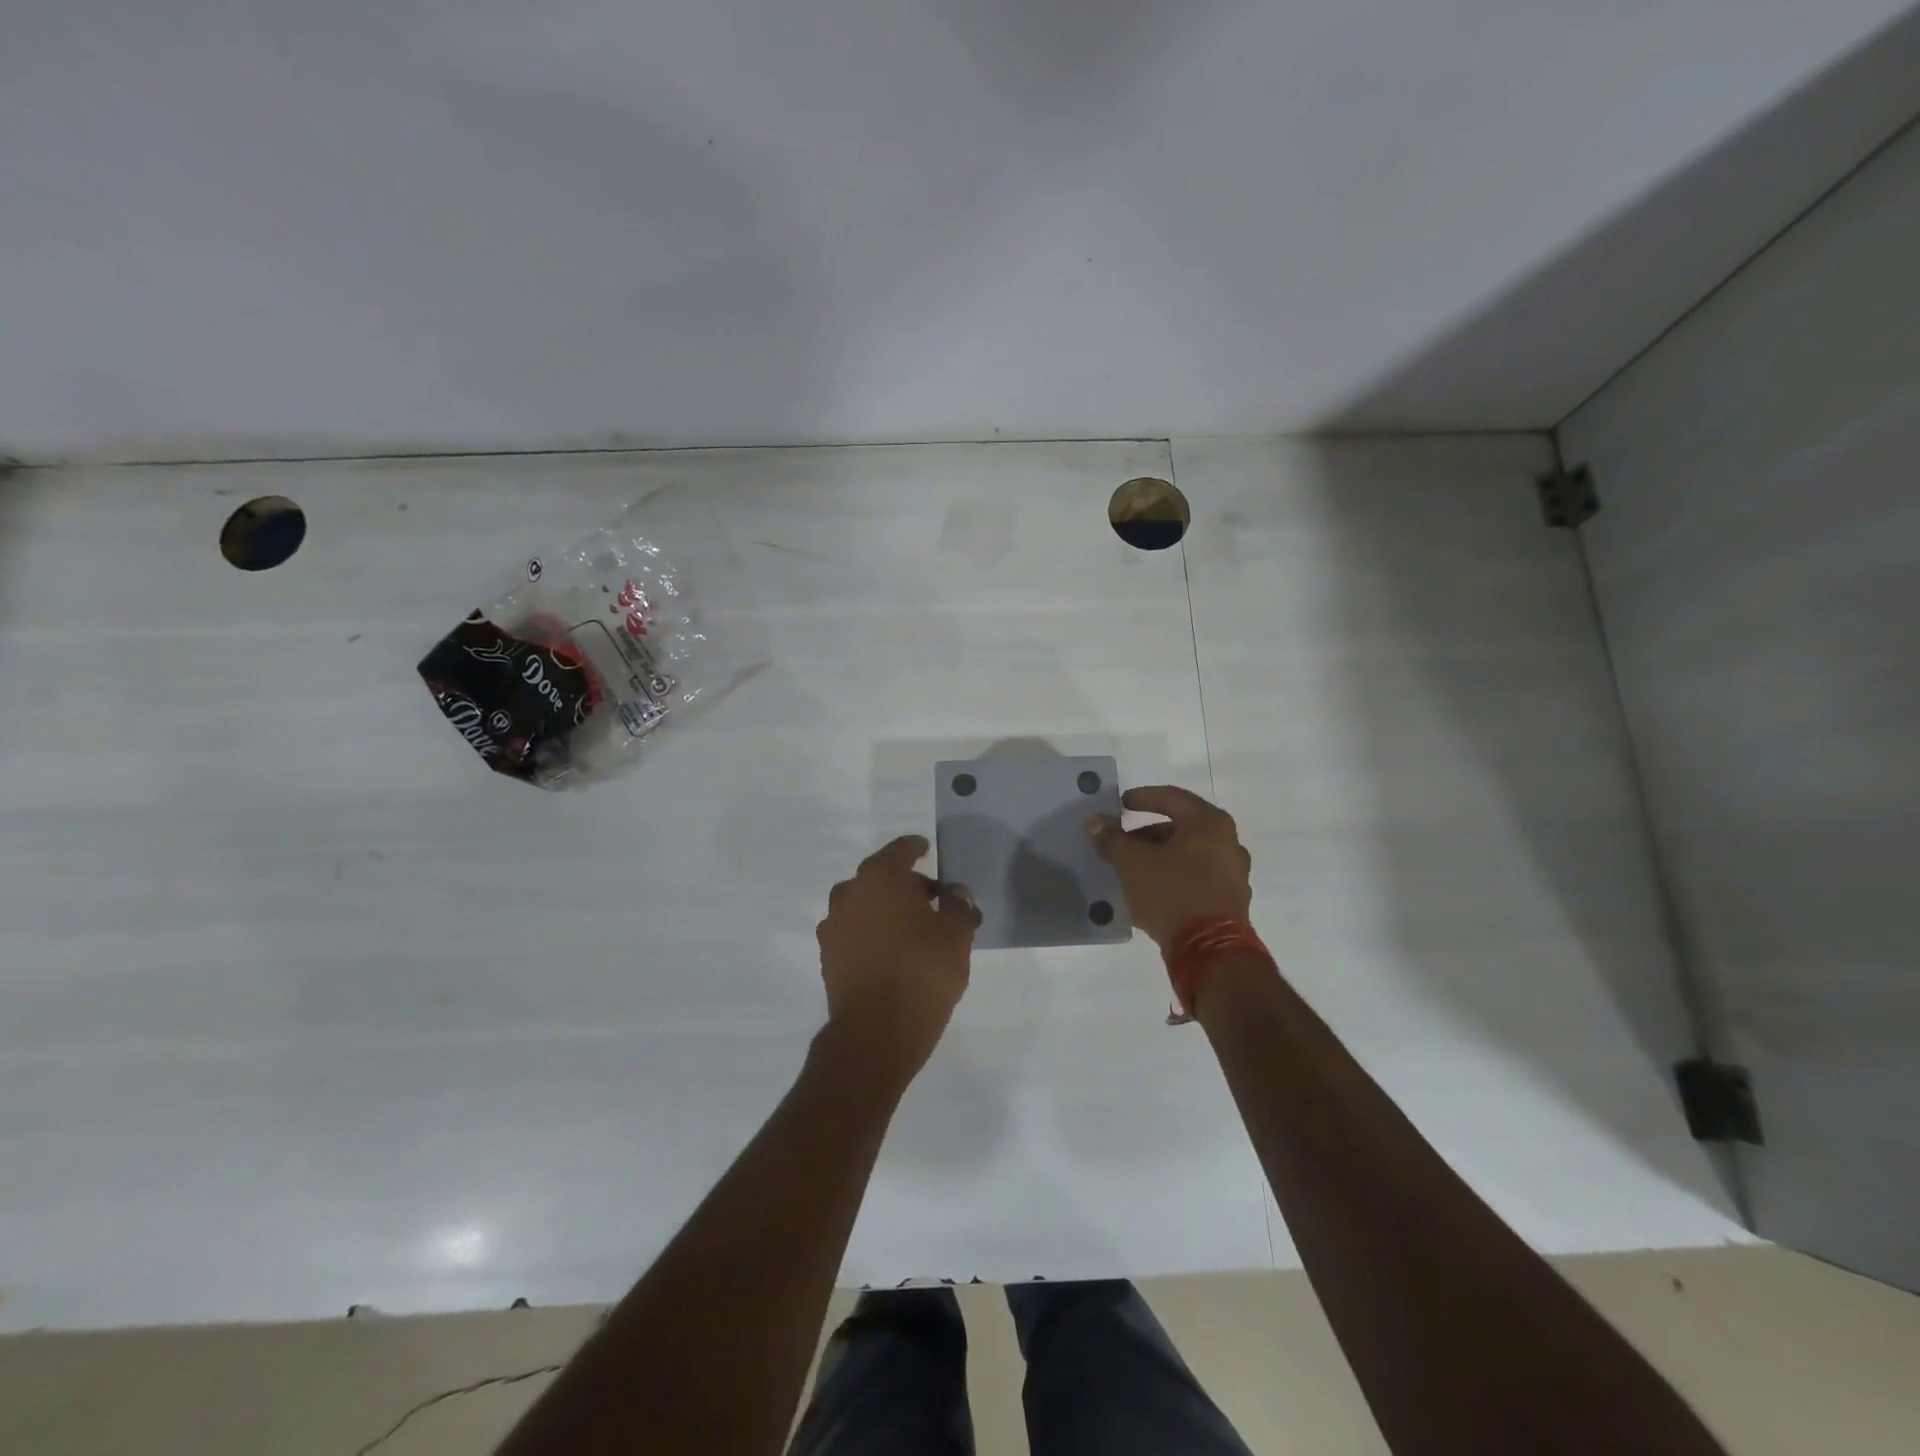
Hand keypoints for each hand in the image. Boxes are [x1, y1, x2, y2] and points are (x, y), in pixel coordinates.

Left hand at [816, 836, 980, 1085]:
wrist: (875, 1033)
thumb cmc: (922, 972)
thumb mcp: (957, 935)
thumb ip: (959, 905)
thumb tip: (954, 893)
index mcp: (880, 877)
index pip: (900, 850)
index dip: (916, 848)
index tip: (927, 850)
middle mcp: (850, 893)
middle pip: (881, 877)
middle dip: (906, 884)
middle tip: (933, 900)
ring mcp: (833, 925)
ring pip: (865, 904)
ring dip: (887, 909)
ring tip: (914, 929)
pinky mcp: (828, 956)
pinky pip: (855, 931)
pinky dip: (872, 932)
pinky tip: (892, 951)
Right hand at [1087, 785, 1252, 949]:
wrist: (1210, 952)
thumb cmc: (1172, 893)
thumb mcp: (1132, 862)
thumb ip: (1112, 839)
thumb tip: (1095, 822)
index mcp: (1209, 823)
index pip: (1171, 798)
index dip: (1141, 798)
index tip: (1119, 805)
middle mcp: (1228, 843)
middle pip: (1181, 827)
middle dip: (1147, 833)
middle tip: (1121, 842)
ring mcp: (1233, 874)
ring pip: (1188, 855)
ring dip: (1159, 857)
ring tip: (1132, 869)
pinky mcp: (1230, 902)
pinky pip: (1196, 878)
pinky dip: (1173, 877)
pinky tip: (1150, 891)